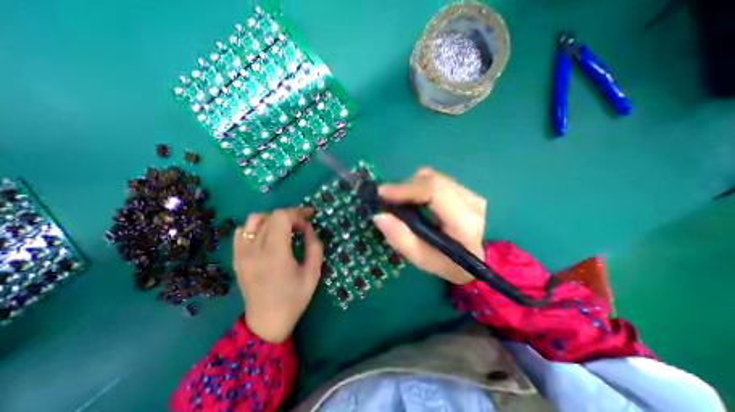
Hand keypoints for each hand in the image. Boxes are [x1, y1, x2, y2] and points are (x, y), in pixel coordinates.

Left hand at [231, 207, 320, 342]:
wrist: (266, 322)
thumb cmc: (294, 298)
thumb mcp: (313, 272)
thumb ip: (314, 246)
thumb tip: (308, 228)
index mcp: (275, 254)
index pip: (281, 217)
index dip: (298, 214)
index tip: (309, 221)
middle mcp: (254, 250)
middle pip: (271, 216)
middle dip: (290, 215)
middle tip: (302, 224)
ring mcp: (242, 253)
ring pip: (254, 219)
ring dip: (273, 218)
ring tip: (285, 228)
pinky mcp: (237, 257)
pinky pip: (243, 231)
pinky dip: (257, 227)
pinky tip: (267, 235)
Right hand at [374, 165, 487, 284]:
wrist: (472, 258)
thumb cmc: (446, 262)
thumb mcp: (420, 258)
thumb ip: (400, 238)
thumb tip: (379, 215)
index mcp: (464, 222)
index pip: (434, 191)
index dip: (405, 189)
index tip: (382, 193)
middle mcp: (471, 201)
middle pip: (431, 180)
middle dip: (405, 188)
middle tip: (388, 201)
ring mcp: (469, 193)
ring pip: (432, 177)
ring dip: (412, 187)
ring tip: (404, 204)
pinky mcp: (464, 189)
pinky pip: (435, 179)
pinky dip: (419, 187)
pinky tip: (417, 202)